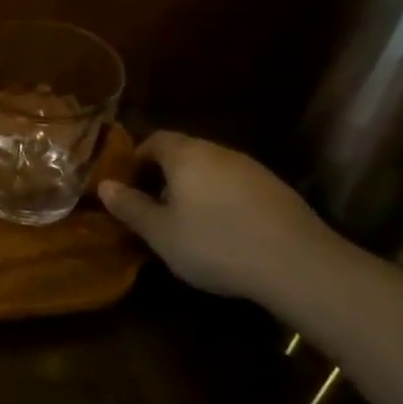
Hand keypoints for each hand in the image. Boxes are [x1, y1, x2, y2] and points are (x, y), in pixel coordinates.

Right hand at [97, 132, 339, 300]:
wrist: (297, 263)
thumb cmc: (215, 244)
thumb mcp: (161, 234)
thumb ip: (131, 207)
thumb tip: (105, 186)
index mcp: (185, 155)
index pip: (154, 140)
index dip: (137, 159)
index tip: (129, 186)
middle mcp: (218, 151)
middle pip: (184, 152)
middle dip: (165, 174)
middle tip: (154, 206)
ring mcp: (251, 168)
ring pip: (211, 169)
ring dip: (195, 187)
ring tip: (188, 222)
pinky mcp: (276, 189)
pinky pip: (236, 185)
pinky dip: (222, 199)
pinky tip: (225, 230)